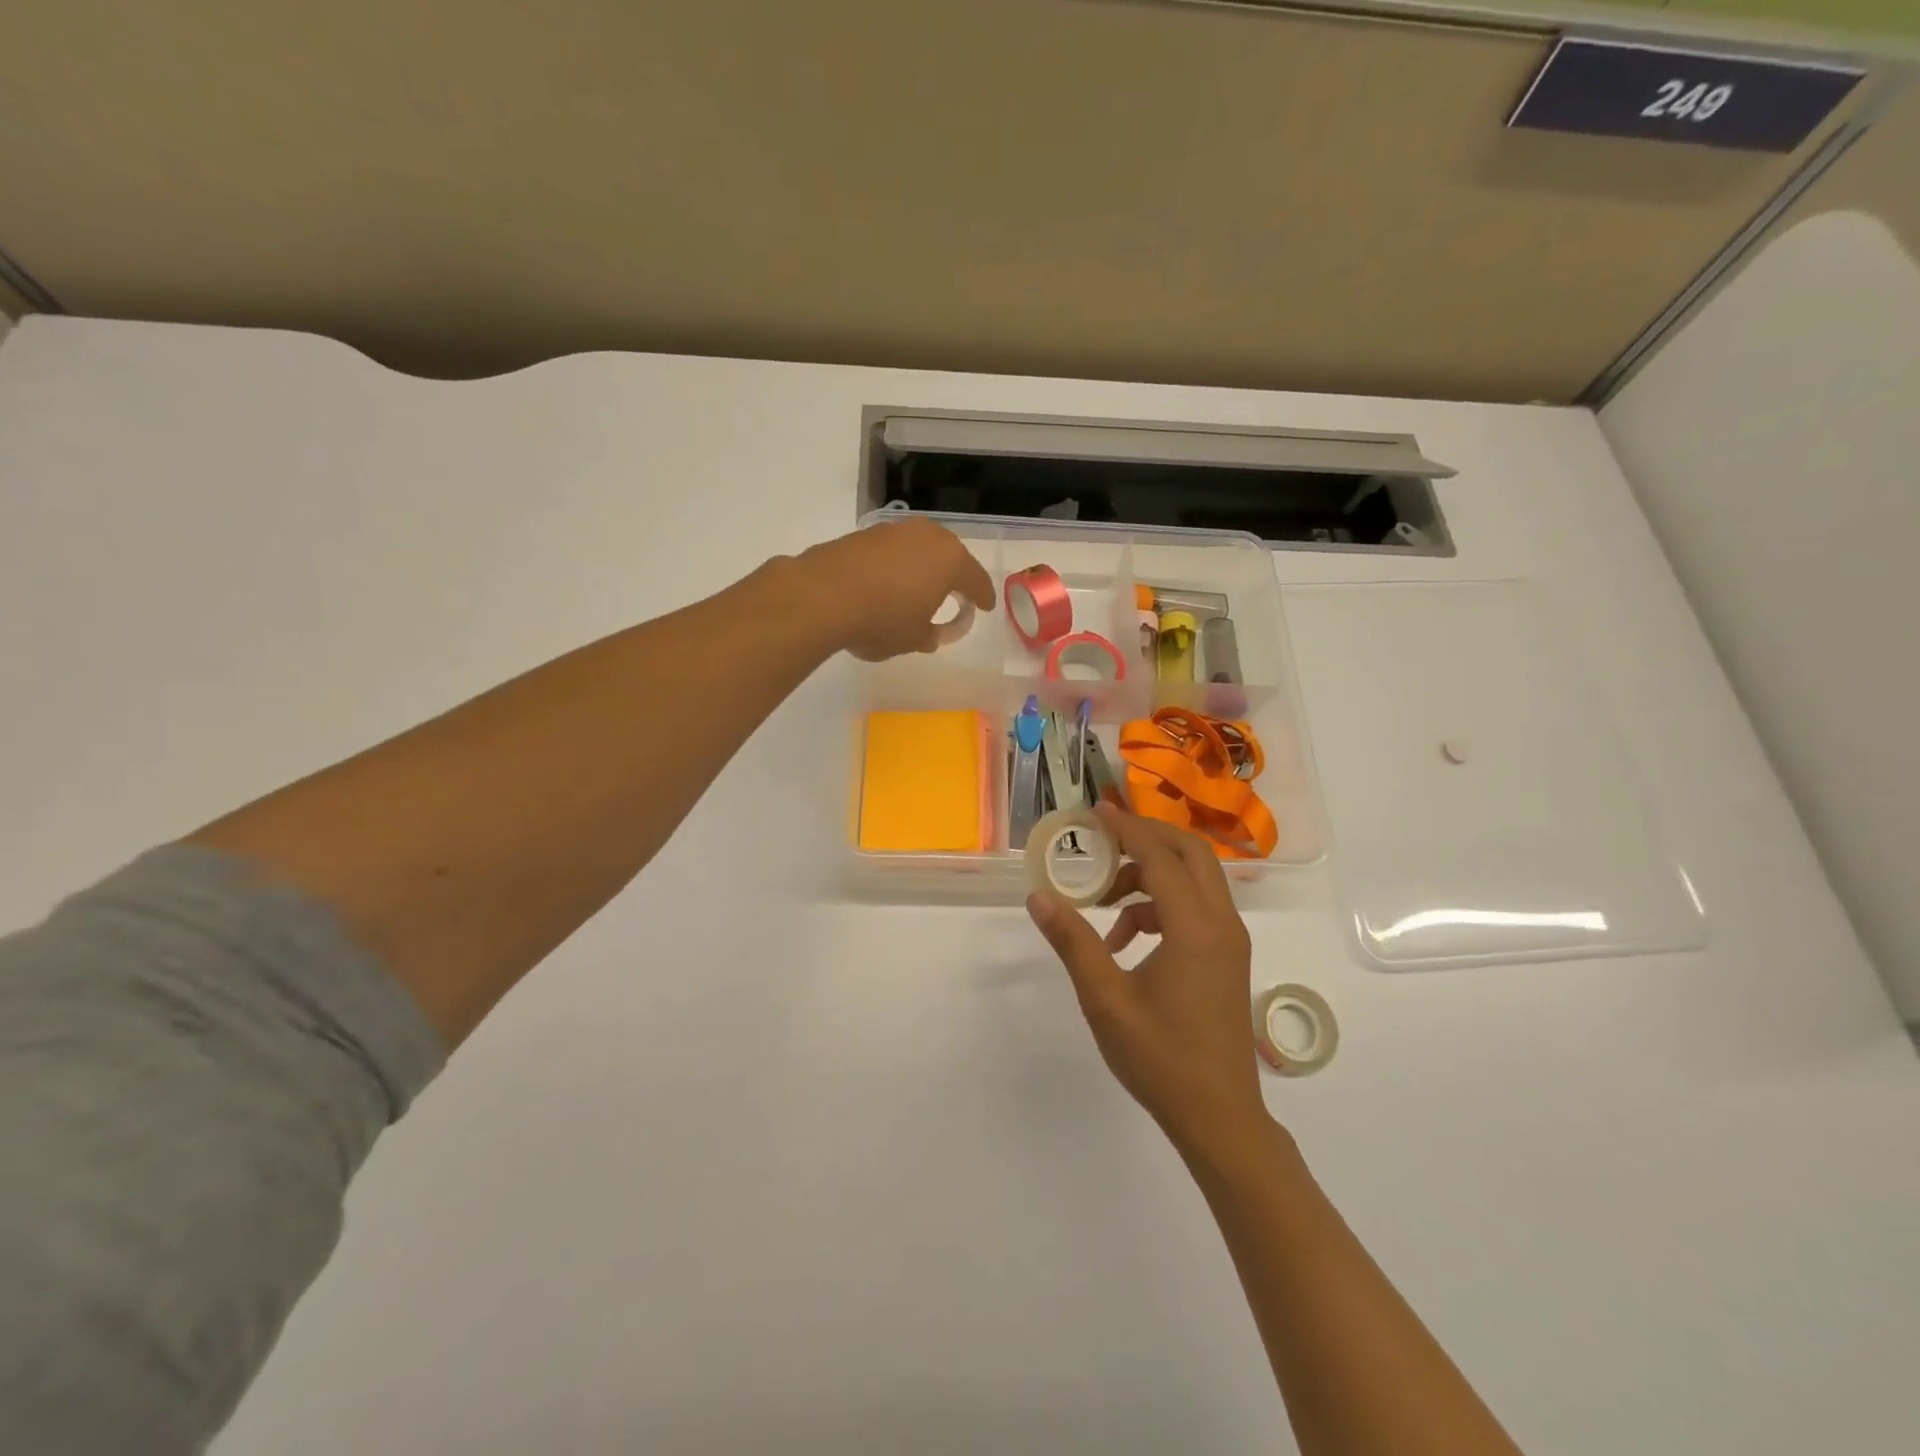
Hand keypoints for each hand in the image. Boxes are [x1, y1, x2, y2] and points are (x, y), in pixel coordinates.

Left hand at [795, 518, 996, 661]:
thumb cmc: (882, 620)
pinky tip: (887, 583)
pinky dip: (896, 566)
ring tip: (919, 588)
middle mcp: (927, 536)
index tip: (985, 607)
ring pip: (919, 548)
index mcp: (950, 560)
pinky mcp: (864, 534)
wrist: (823, 595)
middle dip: (954, 575)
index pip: (976, 579)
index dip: (982, 596)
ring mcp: (894, 531)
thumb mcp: (913, 639)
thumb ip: (929, 634)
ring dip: (922, 567)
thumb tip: (930, 633)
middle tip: (956, 593)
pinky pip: (892, 551)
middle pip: (949, 555)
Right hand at [1027, 803, 1270, 1158]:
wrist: (1219, 1117)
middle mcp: (1221, 923)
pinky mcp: (1227, 957)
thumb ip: (1073, 941)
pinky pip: (1196, 908)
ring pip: (1195, 880)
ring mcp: (1230, 940)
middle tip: (1105, 840)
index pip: (1160, 856)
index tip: (1096, 811)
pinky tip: (1123, 940)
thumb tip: (1039, 897)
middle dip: (1147, 838)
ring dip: (1150, 876)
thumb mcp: (1105, 999)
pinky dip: (1161, 906)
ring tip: (1104, 904)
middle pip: (1191, 853)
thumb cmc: (1160, 1058)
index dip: (1126, 829)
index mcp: (1195, 928)